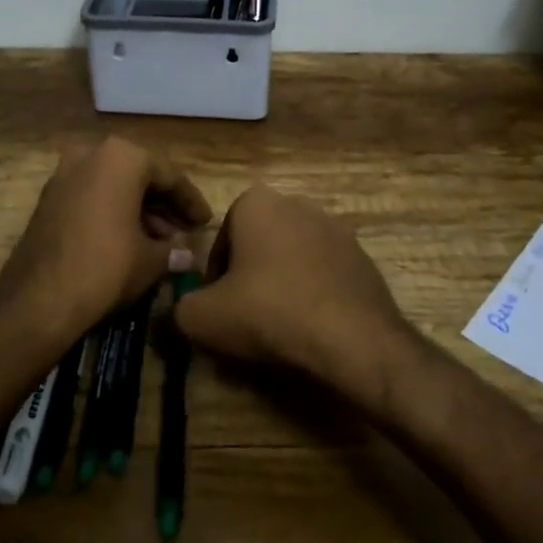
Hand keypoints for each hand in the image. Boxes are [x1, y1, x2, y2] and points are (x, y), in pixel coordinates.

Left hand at [0, 137, 211, 342]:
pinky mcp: (47, 198)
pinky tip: (129, 242)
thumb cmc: (106, 267)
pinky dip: (112, 213)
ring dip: (138, 210)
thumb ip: (173, 250)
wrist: (39, 299)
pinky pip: (91, 197)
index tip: (205, 223)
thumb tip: (186, 255)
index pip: (169, 176)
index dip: (191, 202)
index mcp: (122, 157)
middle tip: (184, 232)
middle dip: (163, 205)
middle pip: (139, 177)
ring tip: (161, 242)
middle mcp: (91, 154)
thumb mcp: (151, 260)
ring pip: (113, 186)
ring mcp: (64, 174)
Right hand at [173, 185, 418, 401]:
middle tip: (246, 319)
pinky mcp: (363, 258)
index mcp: (256, 203)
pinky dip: (314, 296)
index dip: (214, 278)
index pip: (221, 239)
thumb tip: (182, 311)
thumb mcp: (203, 318)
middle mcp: (297, 204)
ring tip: (280, 329)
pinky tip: (312, 329)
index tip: (219, 309)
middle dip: (250, 277)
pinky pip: (325, 276)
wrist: (352, 338)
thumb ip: (180, 308)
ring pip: (292, 260)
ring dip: (283, 286)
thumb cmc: (269, 312)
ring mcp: (336, 229)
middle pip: (258, 246)